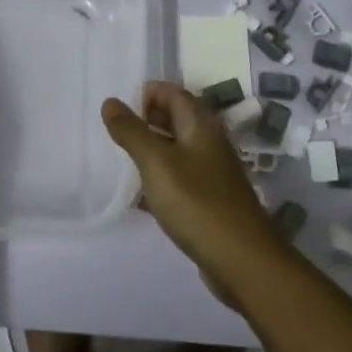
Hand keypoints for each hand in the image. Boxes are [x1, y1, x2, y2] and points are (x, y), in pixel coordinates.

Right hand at [101, 82, 280, 289]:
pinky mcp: (209, 199)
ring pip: (176, 149)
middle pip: (175, 118)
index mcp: (200, 125)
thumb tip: (110, 101)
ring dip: (150, 150)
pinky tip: (138, 195)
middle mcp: (209, 142)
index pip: (173, 92)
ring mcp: (211, 172)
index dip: (146, 93)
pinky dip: (158, 178)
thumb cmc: (196, 202)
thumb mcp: (156, 163)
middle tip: (113, 134)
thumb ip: (132, 132)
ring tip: (119, 161)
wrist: (241, 259)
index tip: (117, 109)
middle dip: (145, 120)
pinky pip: (179, 178)